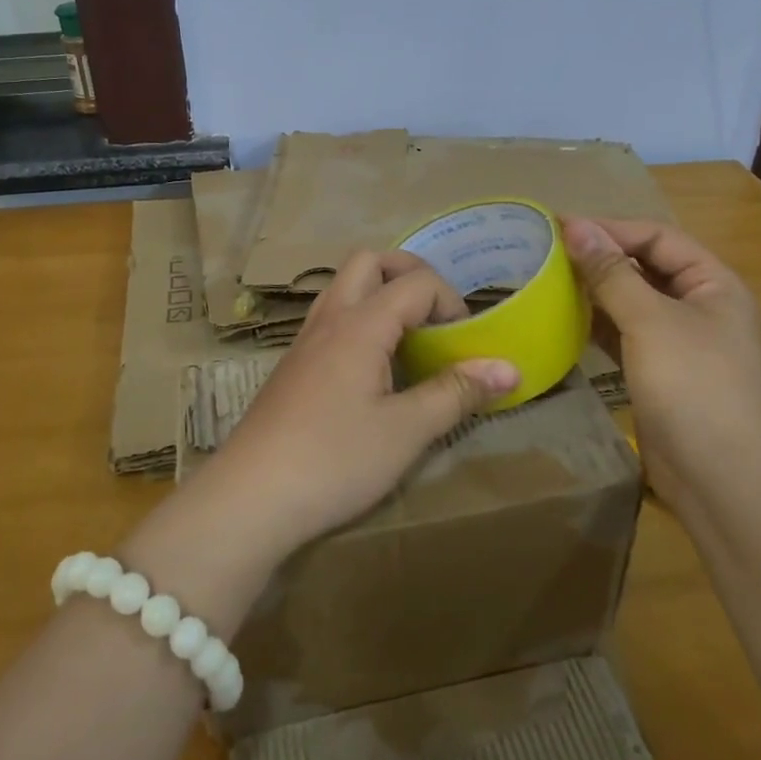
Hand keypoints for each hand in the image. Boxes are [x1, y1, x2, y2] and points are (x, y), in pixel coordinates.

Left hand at [204, 250, 519, 559]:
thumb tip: (510, 368)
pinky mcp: (292, 364)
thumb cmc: (334, 461)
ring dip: (380, 292)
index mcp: (360, 324)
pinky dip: (359, 318)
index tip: (467, 343)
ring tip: (408, 335)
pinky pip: (330, 316)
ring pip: (343, 285)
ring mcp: (305, 339)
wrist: (250, 497)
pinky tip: (372, 366)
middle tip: (436, 314)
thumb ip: (457, 393)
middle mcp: (329, 318)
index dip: (451, 302)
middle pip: (370, 261)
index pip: (416, 283)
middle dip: (410, 273)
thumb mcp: (406, 431)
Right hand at [560, 217, 760, 507]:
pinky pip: (625, 336)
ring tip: (546, 282)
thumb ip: (611, 273)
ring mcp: (681, 344)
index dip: (610, 228)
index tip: (558, 226)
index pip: (657, 237)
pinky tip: (563, 322)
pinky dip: (597, 326)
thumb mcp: (650, 321)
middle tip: (546, 253)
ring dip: (595, 292)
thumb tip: (576, 226)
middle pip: (645, 267)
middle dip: (600, 258)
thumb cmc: (694, 387)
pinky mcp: (661, 375)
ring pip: (632, 303)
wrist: (725, 481)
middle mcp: (700, 307)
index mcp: (713, 284)